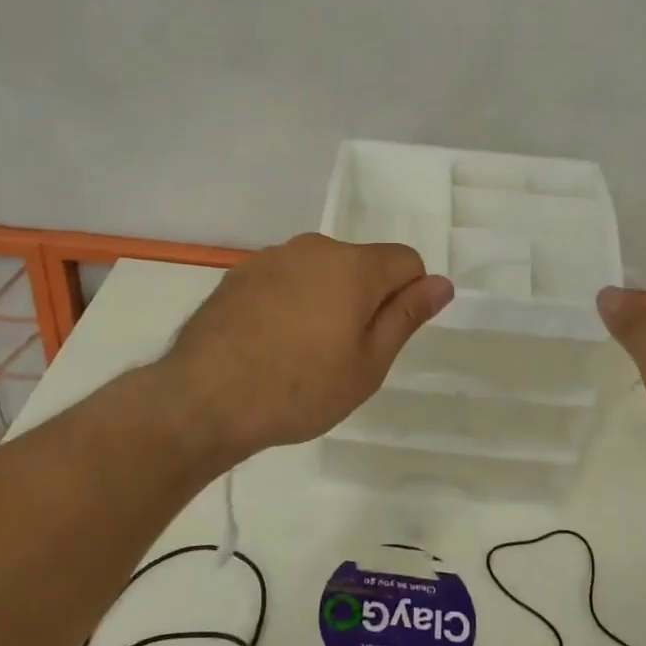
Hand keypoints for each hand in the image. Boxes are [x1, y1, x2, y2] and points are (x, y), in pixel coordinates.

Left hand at [158, 233, 454, 465]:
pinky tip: (267, 343)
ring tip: (299, 353)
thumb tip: (441, 283)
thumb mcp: (368, 364)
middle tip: (341, 354)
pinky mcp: (239, 274)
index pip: (406, 261)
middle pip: (360, 264)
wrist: (204, 397)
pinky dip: (288, 302)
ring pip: (319, 272)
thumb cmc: (299, 387)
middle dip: (363, 299)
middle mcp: (313, 248)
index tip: (382, 338)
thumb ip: (406, 316)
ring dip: (323, 300)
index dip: (406, 298)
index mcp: (353, 265)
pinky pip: (283, 280)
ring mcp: (271, 258)